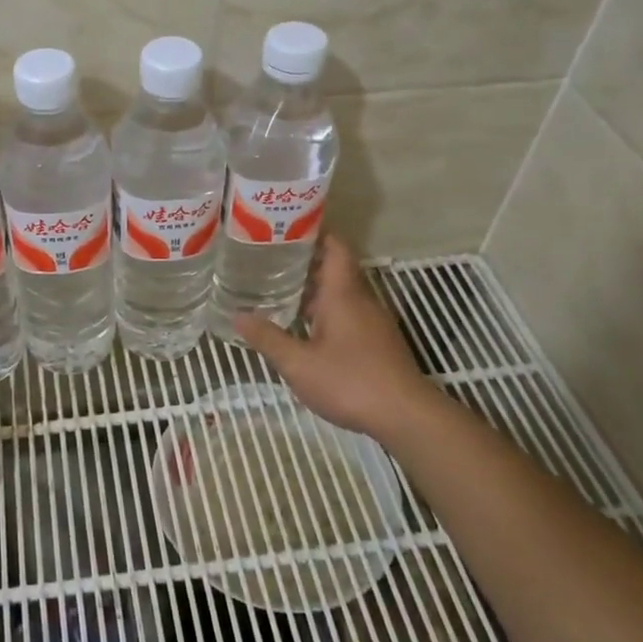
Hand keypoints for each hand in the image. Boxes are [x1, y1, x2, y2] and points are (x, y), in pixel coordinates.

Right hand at [233, 234, 437, 439]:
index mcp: (343, 295)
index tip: (288, 227)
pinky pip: (349, 313)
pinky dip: (327, 310)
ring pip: (343, 293)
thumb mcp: (298, 363)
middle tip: (271, 259)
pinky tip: (305, 327)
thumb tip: (237, 316)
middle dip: (307, 262)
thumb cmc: (349, 381)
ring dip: (316, 289)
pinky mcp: (378, 342)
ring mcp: (373, 322)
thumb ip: (268, 338)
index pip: (335, 248)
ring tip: (281, 290)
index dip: (316, 232)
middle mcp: (361, 300)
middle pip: (336, 269)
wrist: (405, 415)